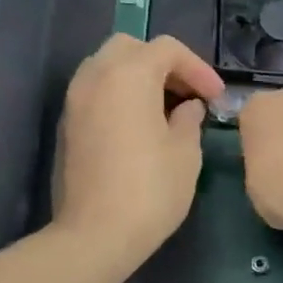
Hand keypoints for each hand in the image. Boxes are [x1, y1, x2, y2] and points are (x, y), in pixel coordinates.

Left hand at [54, 34, 223, 268]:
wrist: (94, 234)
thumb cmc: (150, 190)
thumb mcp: (186, 153)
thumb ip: (189, 119)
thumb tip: (187, 107)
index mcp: (128, 75)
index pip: (167, 49)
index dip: (198, 68)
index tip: (216, 97)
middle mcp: (95, 76)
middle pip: (130, 48)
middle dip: (162, 64)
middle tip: (186, 94)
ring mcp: (75, 100)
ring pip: (107, 67)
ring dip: (137, 77)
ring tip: (164, 108)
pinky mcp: (66, 125)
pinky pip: (95, 92)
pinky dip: (118, 95)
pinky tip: (138, 125)